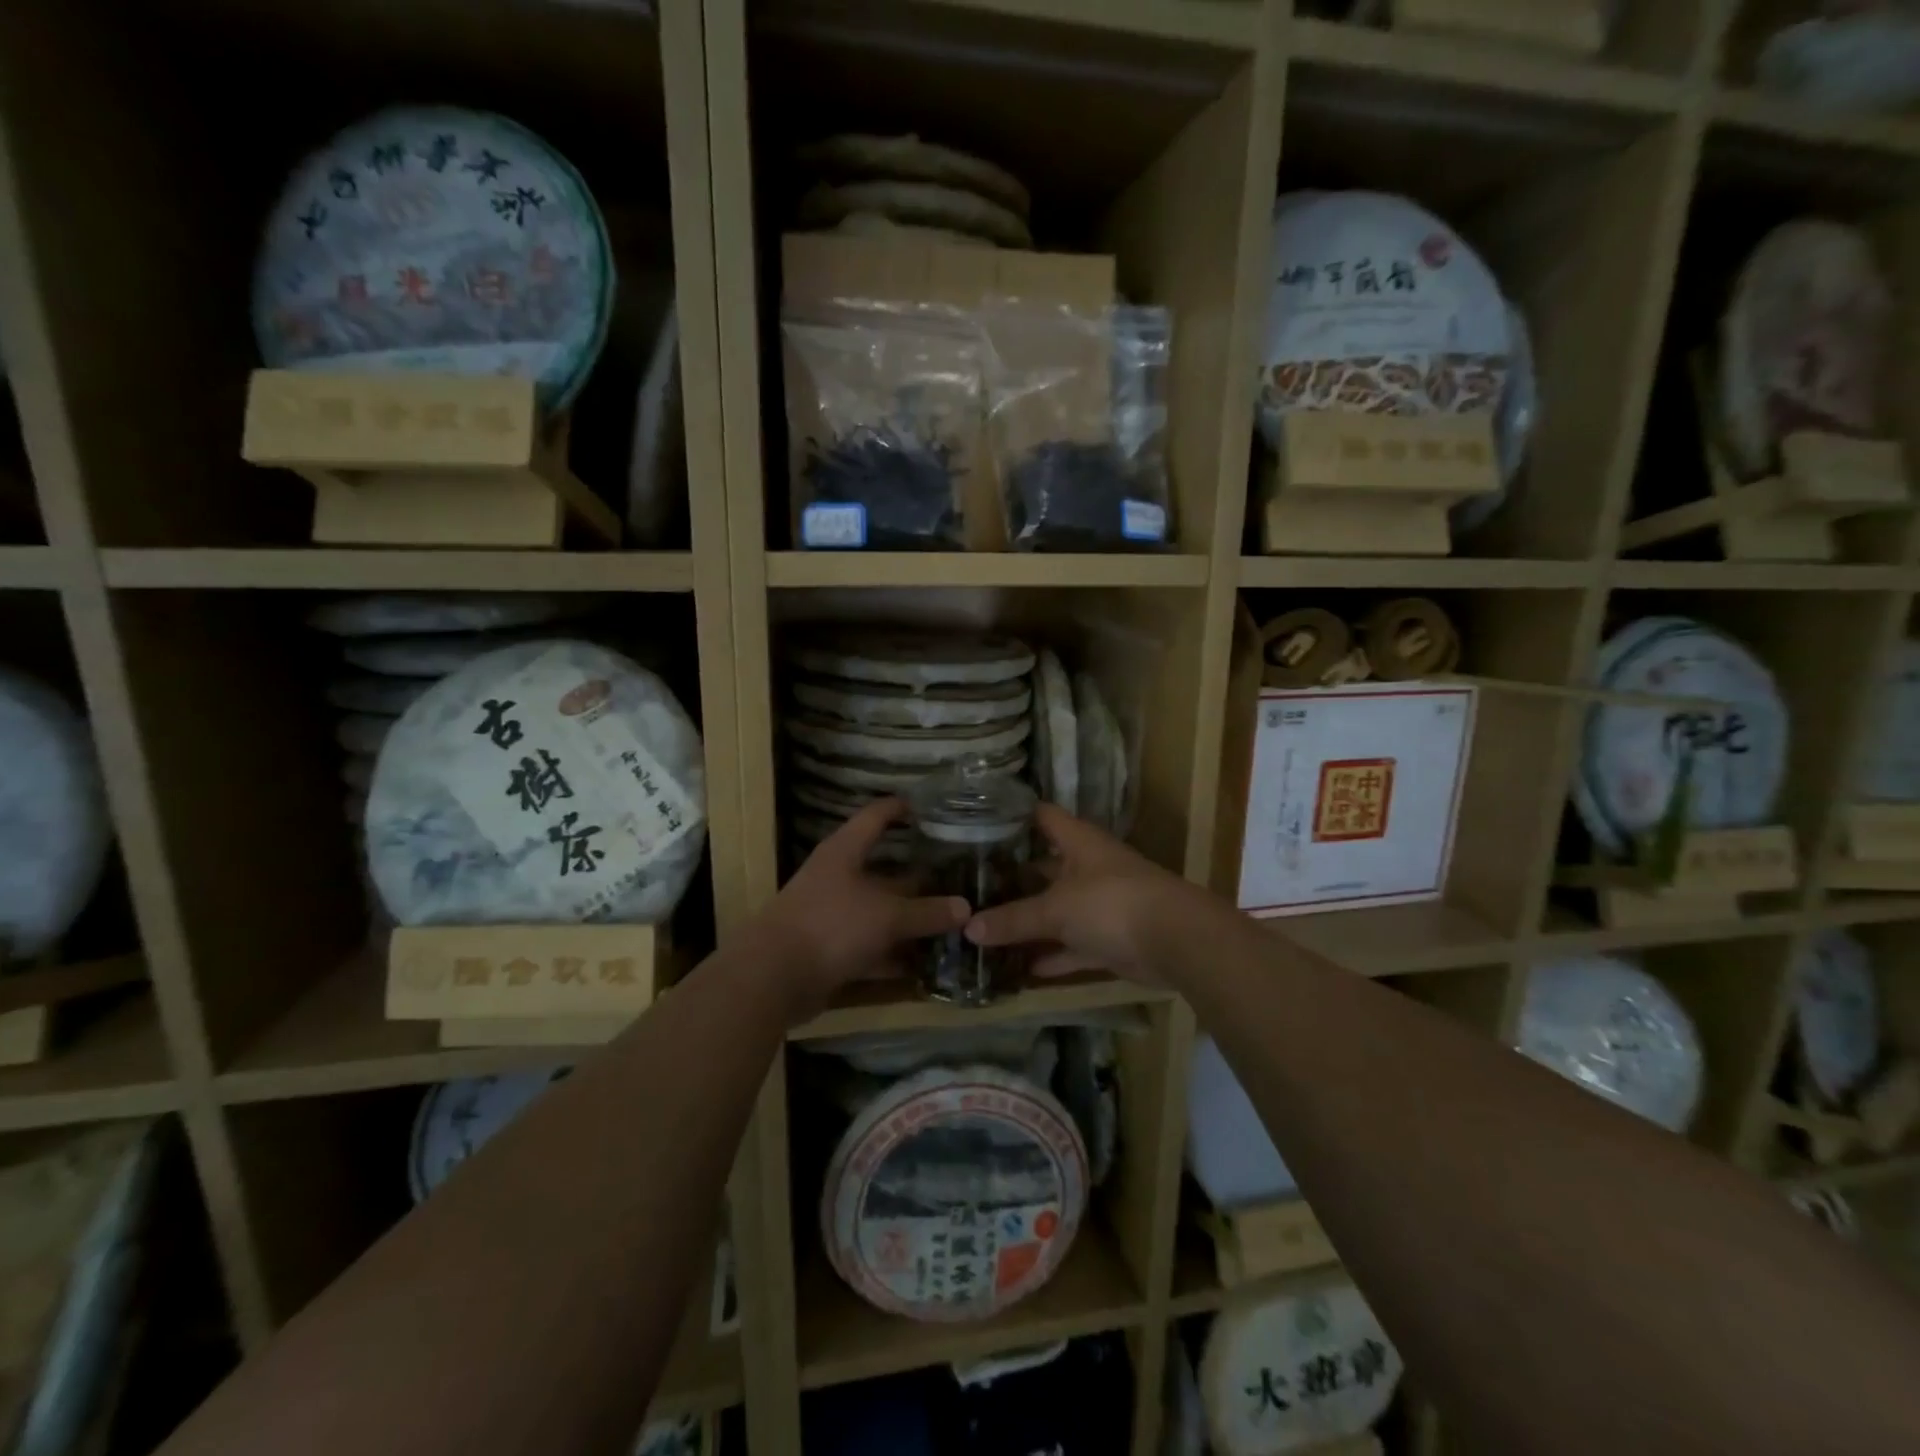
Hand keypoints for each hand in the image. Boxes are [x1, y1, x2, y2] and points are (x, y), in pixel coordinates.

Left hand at [752, 798, 969, 1019]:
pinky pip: (872, 946)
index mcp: (845, 852)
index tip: (931, 807)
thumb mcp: (887, 915)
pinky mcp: (831, 950)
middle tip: (958, 875)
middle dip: (918, 873)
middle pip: (883, 869)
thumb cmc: (831, 925)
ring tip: (952, 920)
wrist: (773, 977)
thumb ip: (927, 912)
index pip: (876, 816)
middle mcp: (838, 877)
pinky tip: (926, 962)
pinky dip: (895, 953)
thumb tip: (966, 908)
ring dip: (910, 918)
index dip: (900, 808)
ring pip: (880, 910)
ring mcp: (833, 915)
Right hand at [963, 804, 1196, 985]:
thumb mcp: (1055, 909)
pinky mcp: (1109, 938)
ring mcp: (1100, 903)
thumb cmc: (1111, 904)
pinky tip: (1019, 967)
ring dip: (1029, 921)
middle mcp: (1088, 867)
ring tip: (985, 928)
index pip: (1041, 816)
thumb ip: (1012, 919)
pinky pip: (1072, 945)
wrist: (1176, 941)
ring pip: (1057, 910)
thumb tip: (968, 928)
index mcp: (1078, 842)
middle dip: (1012, 877)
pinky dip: (1051, 955)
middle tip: (969, 885)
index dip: (1013, 816)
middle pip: (1044, 866)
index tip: (977, 824)